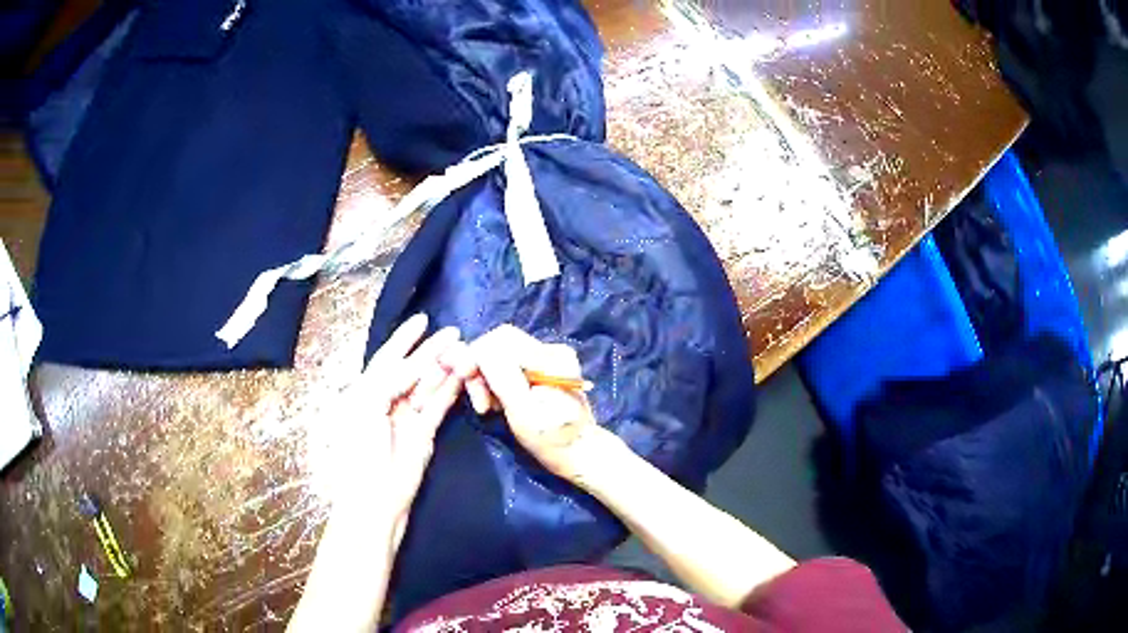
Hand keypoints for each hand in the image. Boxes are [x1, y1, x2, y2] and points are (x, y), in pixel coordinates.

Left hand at [331, 313, 474, 524]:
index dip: (404, 338)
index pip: (387, 358)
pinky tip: (462, 374)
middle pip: (411, 368)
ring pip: (428, 384)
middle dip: (430, 349)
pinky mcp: (424, 432)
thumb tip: (416, 365)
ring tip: (463, 348)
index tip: (423, 320)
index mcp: (364, 392)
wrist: (375, 497)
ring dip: (444, 367)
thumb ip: (388, 381)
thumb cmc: (360, 451)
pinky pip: (439, 405)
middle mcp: (386, 399)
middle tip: (454, 332)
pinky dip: (450, 389)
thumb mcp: (365, 407)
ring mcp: (407, 416)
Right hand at [470, 325, 601, 480]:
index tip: (463, 380)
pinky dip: (495, 382)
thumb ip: (502, 377)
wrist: (580, 453)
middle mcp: (551, 350)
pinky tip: (497, 403)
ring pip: (500, 354)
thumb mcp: (523, 413)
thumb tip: (479, 350)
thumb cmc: (553, 440)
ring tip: (487, 407)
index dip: (475, 355)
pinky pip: (507, 365)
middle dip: (480, 369)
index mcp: (551, 358)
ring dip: (485, 378)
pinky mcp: (541, 369)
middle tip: (479, 403)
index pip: (500, 339)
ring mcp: (547, 358)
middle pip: (499, 344)